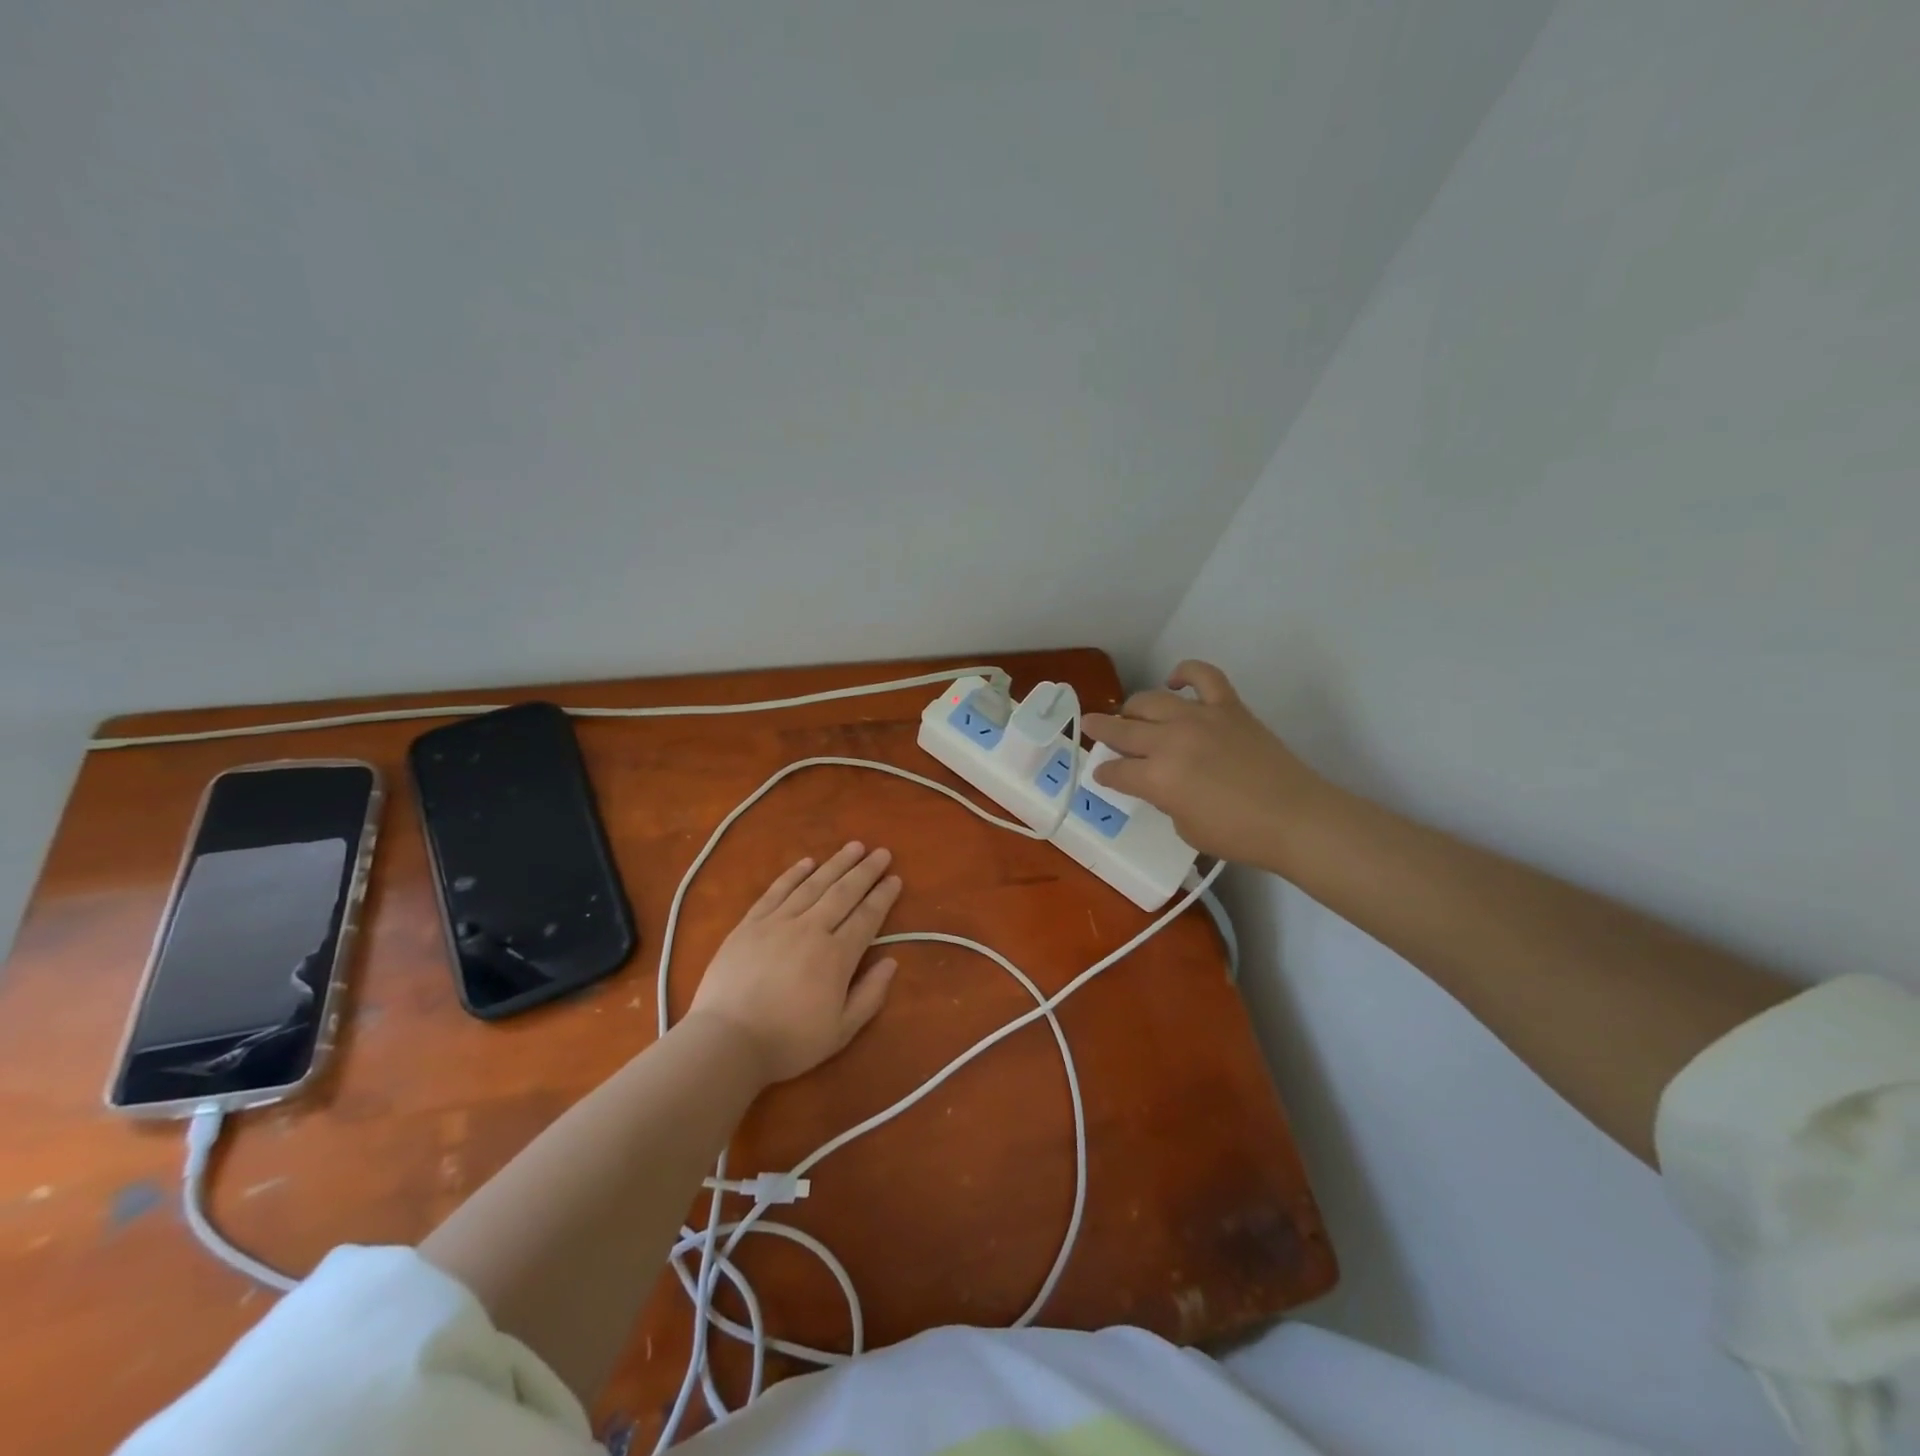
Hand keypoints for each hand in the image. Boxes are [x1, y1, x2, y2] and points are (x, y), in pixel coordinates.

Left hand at [686, 841, 902, 1084]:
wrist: (727, 1042)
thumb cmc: (788, 1042)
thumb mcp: (841, 1031)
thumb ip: (870, 995)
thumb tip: (891, 962)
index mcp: (836, 956)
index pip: (867, 917)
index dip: (883, 896)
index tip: (895, 879)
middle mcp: (811, 929)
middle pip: (844, 893)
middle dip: (865, 871)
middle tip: (881, 852)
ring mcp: (778, 923)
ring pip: (813, 885)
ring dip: (836, 864)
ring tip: (854, 847)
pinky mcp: (750, 924)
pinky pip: (776, 891)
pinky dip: (793, 874)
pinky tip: (807, 862)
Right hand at [1082, 661, 1327, 868]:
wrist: (1295, 817)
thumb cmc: (1238, 834)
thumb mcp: (1185, 828)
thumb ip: (1165, 799)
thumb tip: (1161, 782)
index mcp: (1156, 778)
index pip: (1117, 772)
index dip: (1105, 774)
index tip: (1102, 774)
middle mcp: (1170, 741)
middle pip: (1123, 730)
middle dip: (1101, 730)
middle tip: (1091, 726)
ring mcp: (1199, 718)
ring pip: (1151, 700)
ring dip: (1134, 707)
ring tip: (1131, 713)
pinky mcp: (1227, 706)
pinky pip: (1202, 676)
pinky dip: (1185, 672)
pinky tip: (1175, 681)